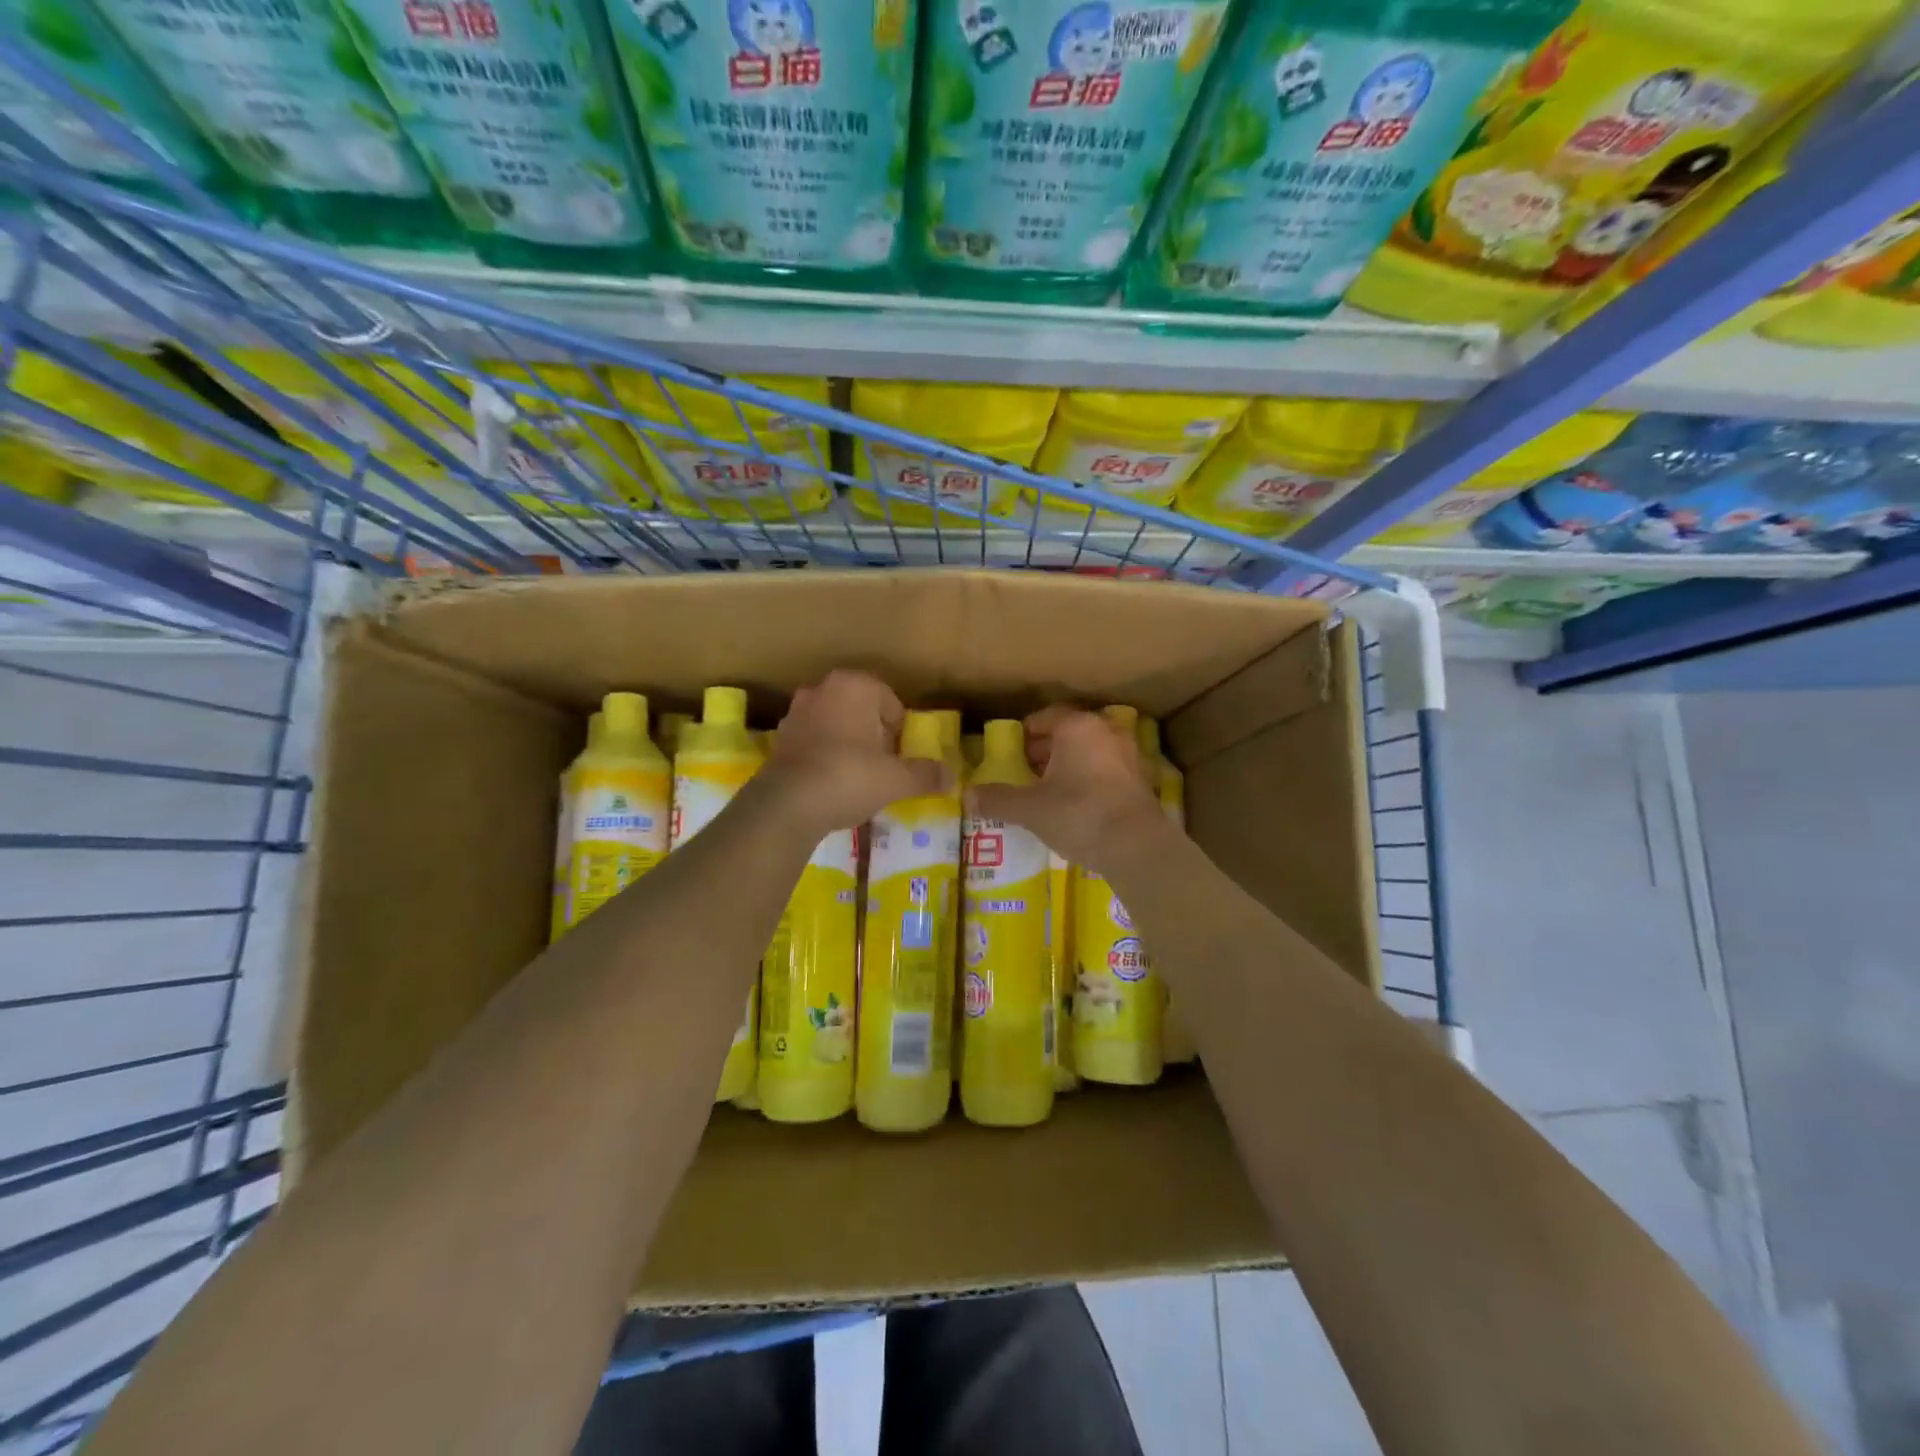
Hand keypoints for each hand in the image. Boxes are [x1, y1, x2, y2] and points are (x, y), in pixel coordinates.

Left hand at [761, 670, 944, 836]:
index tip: (900, 754)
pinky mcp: (779, 738)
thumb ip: (925, 774)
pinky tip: (831, 782)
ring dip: (847, 742)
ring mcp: (796, 712)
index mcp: (854, 685)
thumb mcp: (896, 779)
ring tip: (857, 775)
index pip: (889, 700)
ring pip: (834, 723)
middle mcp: (822, 689)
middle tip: (882, 764)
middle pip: (860, 709)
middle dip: (872, 732)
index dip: (898, 728)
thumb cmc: (850, 776)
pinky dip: (824, 755)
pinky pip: (812, 741)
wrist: (788, 804)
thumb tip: (950, 777)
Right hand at [966, 704, 1167, 872]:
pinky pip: (1105, 770)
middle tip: (1024, 773)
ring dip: (1067, 765)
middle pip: (1068, 733)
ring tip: (1047, 791)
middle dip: (1044, 750)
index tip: (1010, 754)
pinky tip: (1076, 805)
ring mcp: (1127, 754)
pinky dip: (1088, 779)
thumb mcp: (1030, 809)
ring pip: (1088, 751)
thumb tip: (967, 795)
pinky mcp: (1140, 779)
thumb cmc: (1078, 814)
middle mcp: (1104, 731)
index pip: (1044, 717)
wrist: (1137, 847)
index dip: (1024, 735)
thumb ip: (998, 799)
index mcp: (1077, 726)